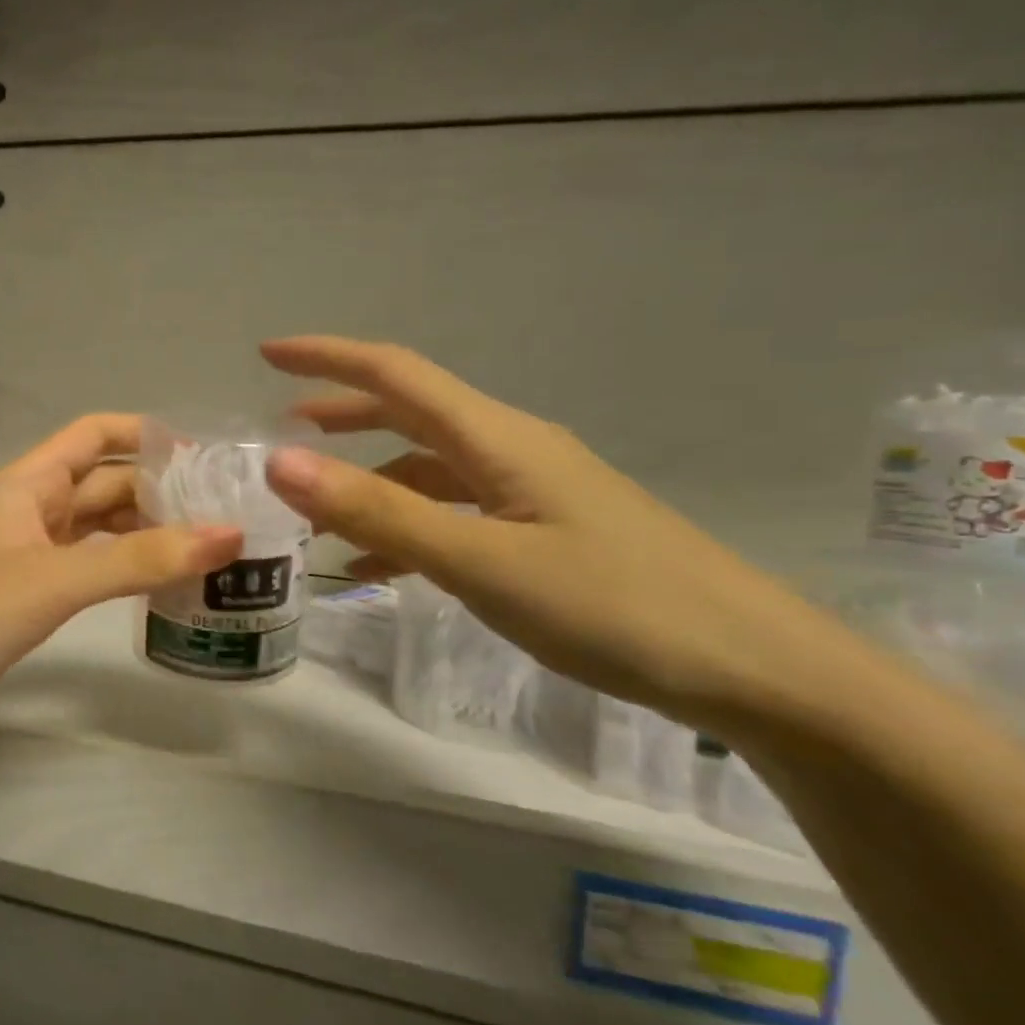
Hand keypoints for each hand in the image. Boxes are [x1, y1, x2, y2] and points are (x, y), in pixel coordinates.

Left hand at [0, 415, 241, 757]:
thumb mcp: (53, 580)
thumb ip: (139, 559)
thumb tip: (230, 534)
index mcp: (26, 485)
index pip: (92, 435)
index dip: (143, 434)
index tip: (203, 455)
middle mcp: (29, 512)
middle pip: (103, 484)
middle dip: (158, 490)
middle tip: (225, 510)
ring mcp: (26, 559)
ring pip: (98, 531)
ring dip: (145, 533)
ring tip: (209, 547)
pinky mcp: (26, 602)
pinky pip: (87, 572)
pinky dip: (123, 572)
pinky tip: (160, 585)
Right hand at [260, 336, 874, 734]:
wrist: (757, 670)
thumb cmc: (616, 608)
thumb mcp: (481, 562)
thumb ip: (380, 512)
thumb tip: (281, 461)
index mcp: (496, 438)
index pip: (395, 374)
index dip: (328, 357)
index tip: (267, 354)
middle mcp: (511, 450)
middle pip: (410, 413)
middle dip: (342, 414)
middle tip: (282, 427)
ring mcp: (532, 491)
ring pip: (429, 467)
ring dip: (369, 480)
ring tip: (317, 514)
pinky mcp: (546, 531)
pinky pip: (455, 512)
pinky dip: (407, 526)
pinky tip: (382, 570)